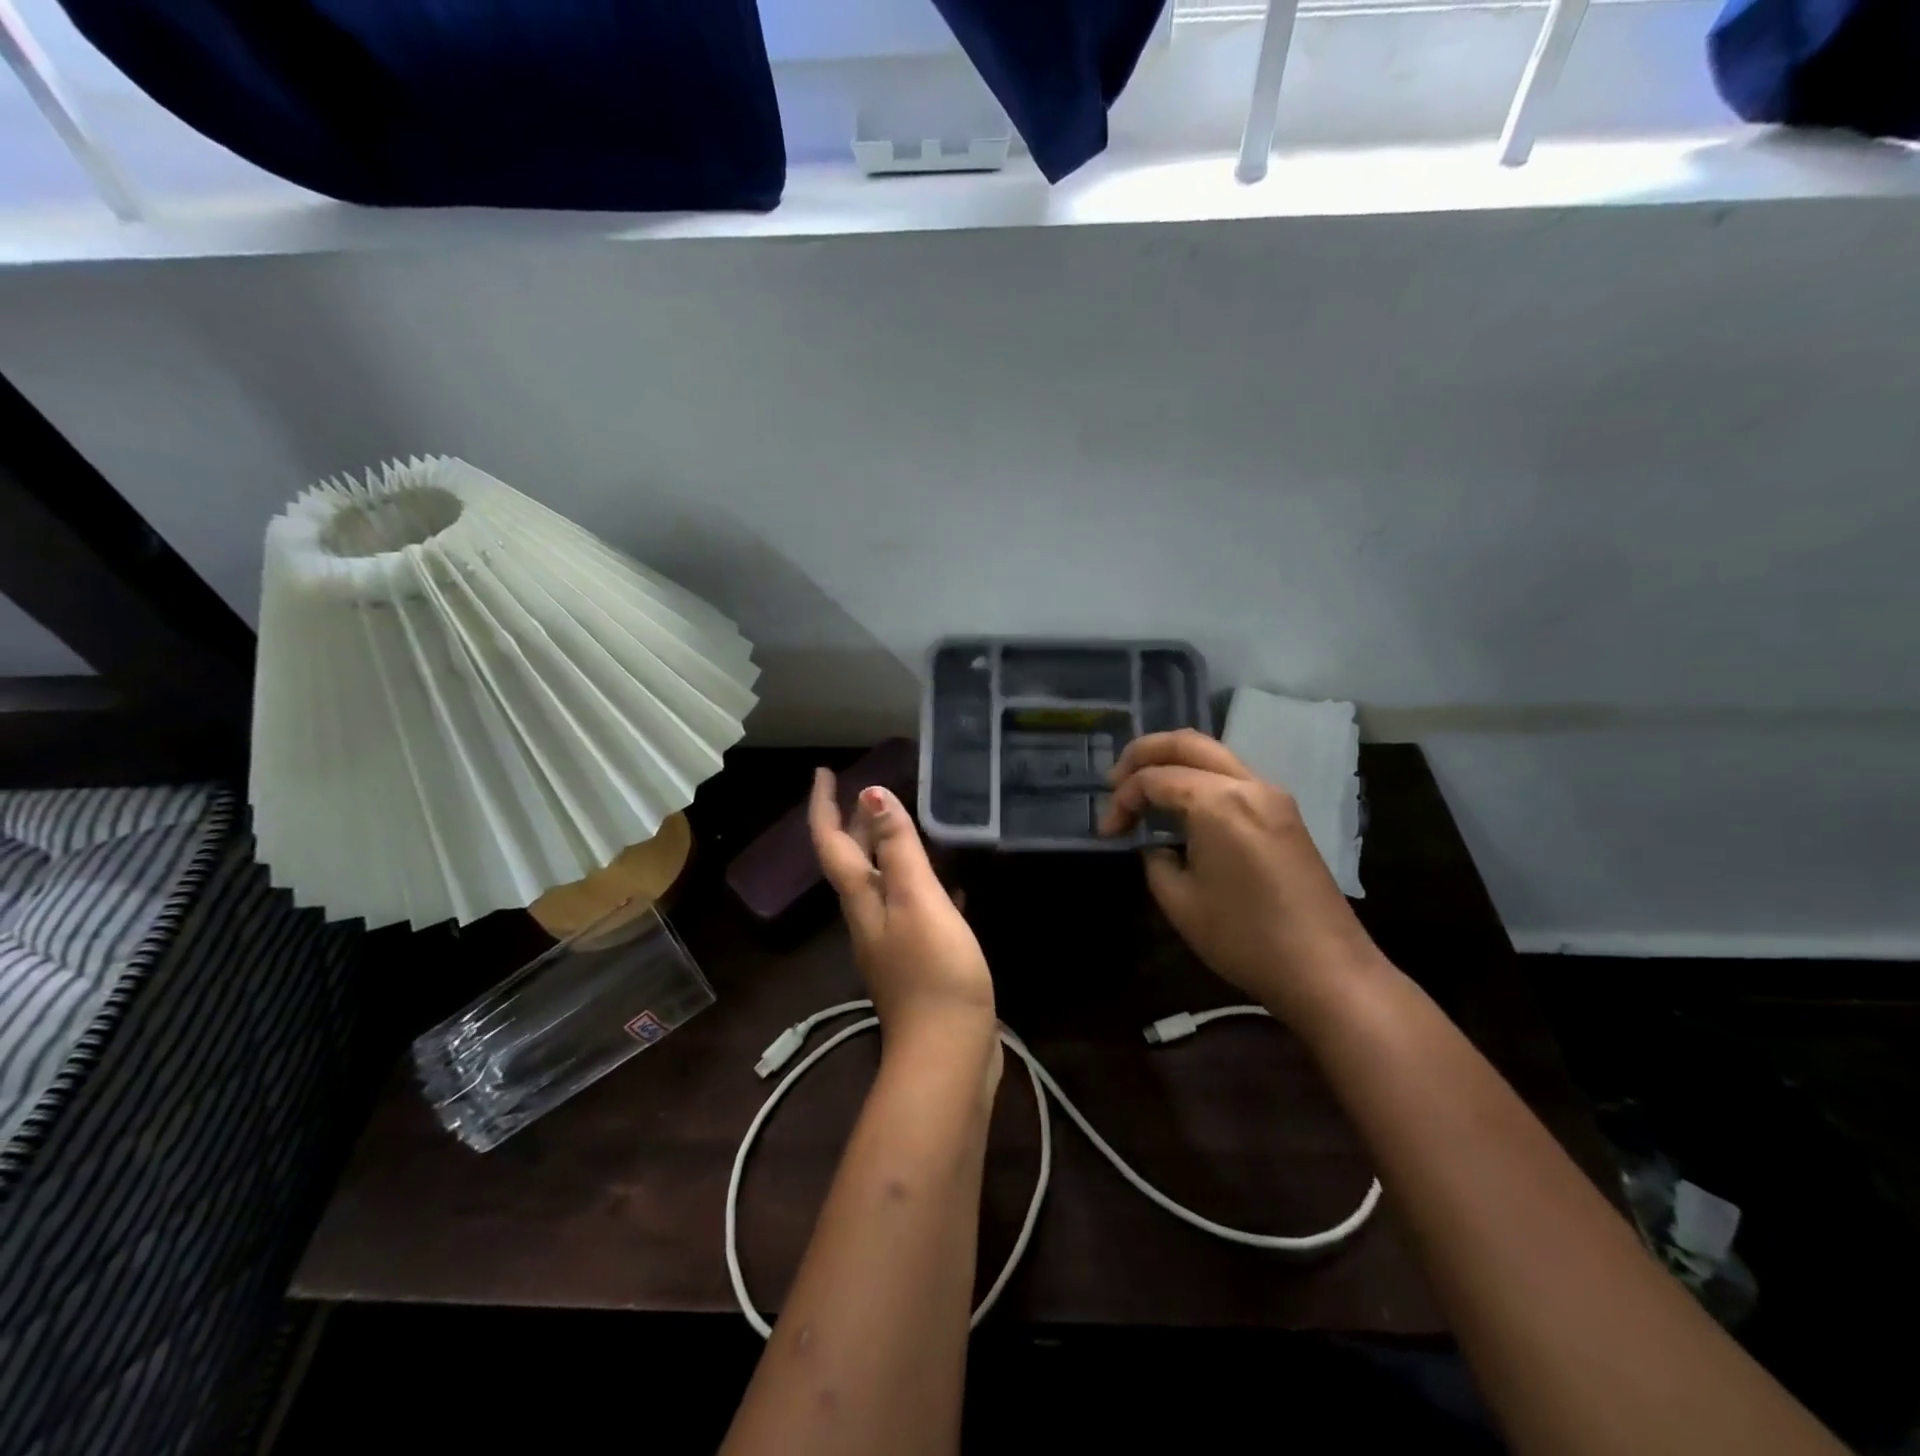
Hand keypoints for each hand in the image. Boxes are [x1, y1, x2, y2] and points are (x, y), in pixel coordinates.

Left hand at [810, 769, 998, 1064]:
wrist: (947, 1052)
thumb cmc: (934, 970)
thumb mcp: (916, 901)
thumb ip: (897, 850)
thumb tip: (871, 794)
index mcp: (862, 900)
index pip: (832, 843)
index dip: (824, 806)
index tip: (823, 772)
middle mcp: (870, 918)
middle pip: (854, 862)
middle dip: (857, 824)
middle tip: (873, 791)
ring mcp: (894, 942)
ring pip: (884, 885)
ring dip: (889, 852)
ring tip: (909, 826)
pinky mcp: (920, 961)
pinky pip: (915, 910)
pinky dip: (924, 888)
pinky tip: (952, 886)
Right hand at [1100, 730, 1380, 1016]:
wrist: (1327, 970)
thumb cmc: (1246, 938)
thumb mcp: (1180, 902)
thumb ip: (1156, 860)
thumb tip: (1156, 846)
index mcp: (1218, 802)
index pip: (1155, 778)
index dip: (1121, 800)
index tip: (1107, 834)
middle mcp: (1247, 784)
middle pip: (1187, 743)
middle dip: (1143, 754)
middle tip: (1114, 781)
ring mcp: (1272, 796)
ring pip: (1213, 755)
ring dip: (1173, 763)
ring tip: (1143, 789)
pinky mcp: (1284, 814)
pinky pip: (1232, 777)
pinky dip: (1199, 778)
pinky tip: (1182, 805)